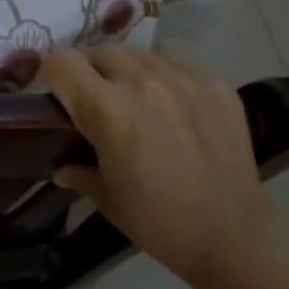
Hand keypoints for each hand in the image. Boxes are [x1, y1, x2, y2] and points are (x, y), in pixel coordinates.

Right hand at [42, 47, 271, 286]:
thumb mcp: (109, 200)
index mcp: (109, 110)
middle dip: (90, 72)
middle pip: (102, 52)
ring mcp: (185, 79)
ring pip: (142, 56)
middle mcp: (144, 81)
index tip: (55, 93)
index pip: (62, 61)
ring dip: (129, 73)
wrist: (235, 237)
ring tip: (139, 104)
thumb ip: (80, 172)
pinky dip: (167, 83)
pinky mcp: (217, 85)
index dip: (52, 73)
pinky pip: (179, 69)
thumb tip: (63, 167)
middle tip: (97, 102)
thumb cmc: (160, 223)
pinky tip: (177, 115)